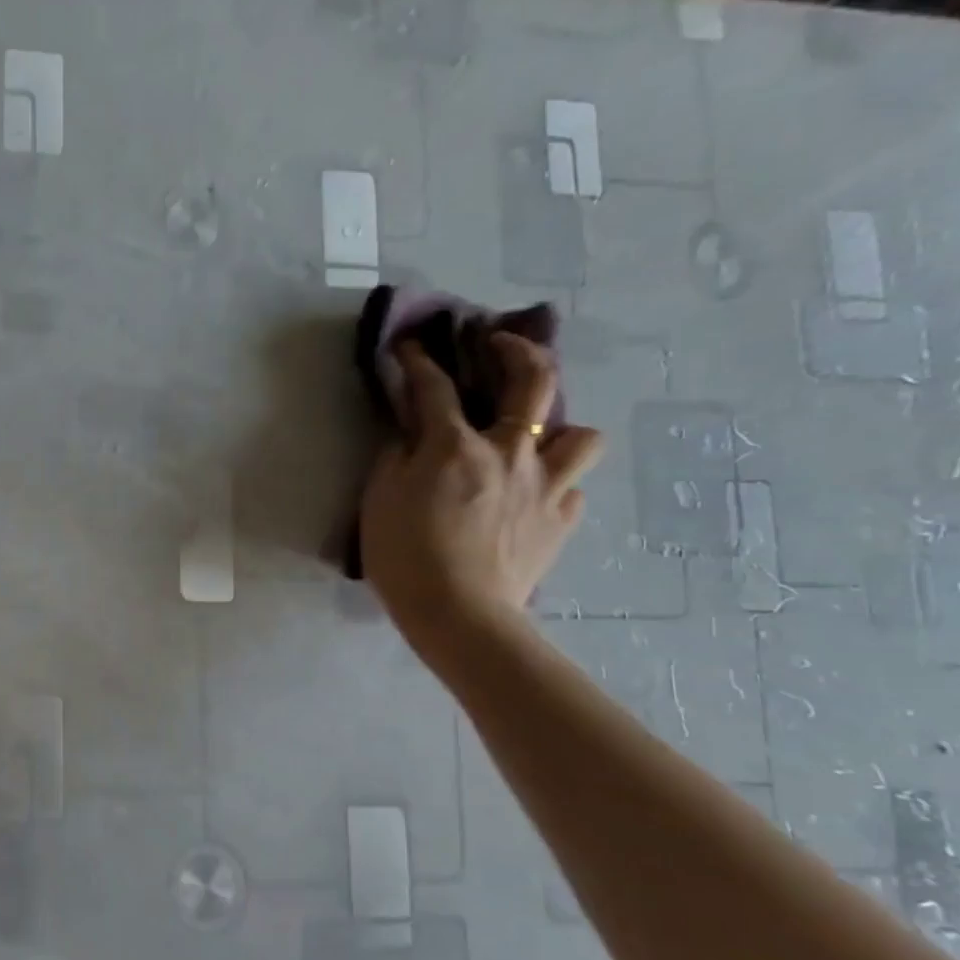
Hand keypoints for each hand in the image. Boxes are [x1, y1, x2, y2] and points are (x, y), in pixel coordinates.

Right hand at [361, 333, 602, 659]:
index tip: (410, 347)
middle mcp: (509, 453)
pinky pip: (571, 489)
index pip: (434, 388)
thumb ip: (395, 459)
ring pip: (580, 435)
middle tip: (501, 345)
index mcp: (456, 446)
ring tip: (534, 442)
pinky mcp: (561, 520)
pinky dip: (554, 486)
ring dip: (558, 430)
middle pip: (534, 381)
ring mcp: (545, 485)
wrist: (458, 614)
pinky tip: (533, 498)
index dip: (419, 361)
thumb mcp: (379, 502)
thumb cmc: (405, 557)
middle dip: (518, 351)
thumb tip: (410, 437)